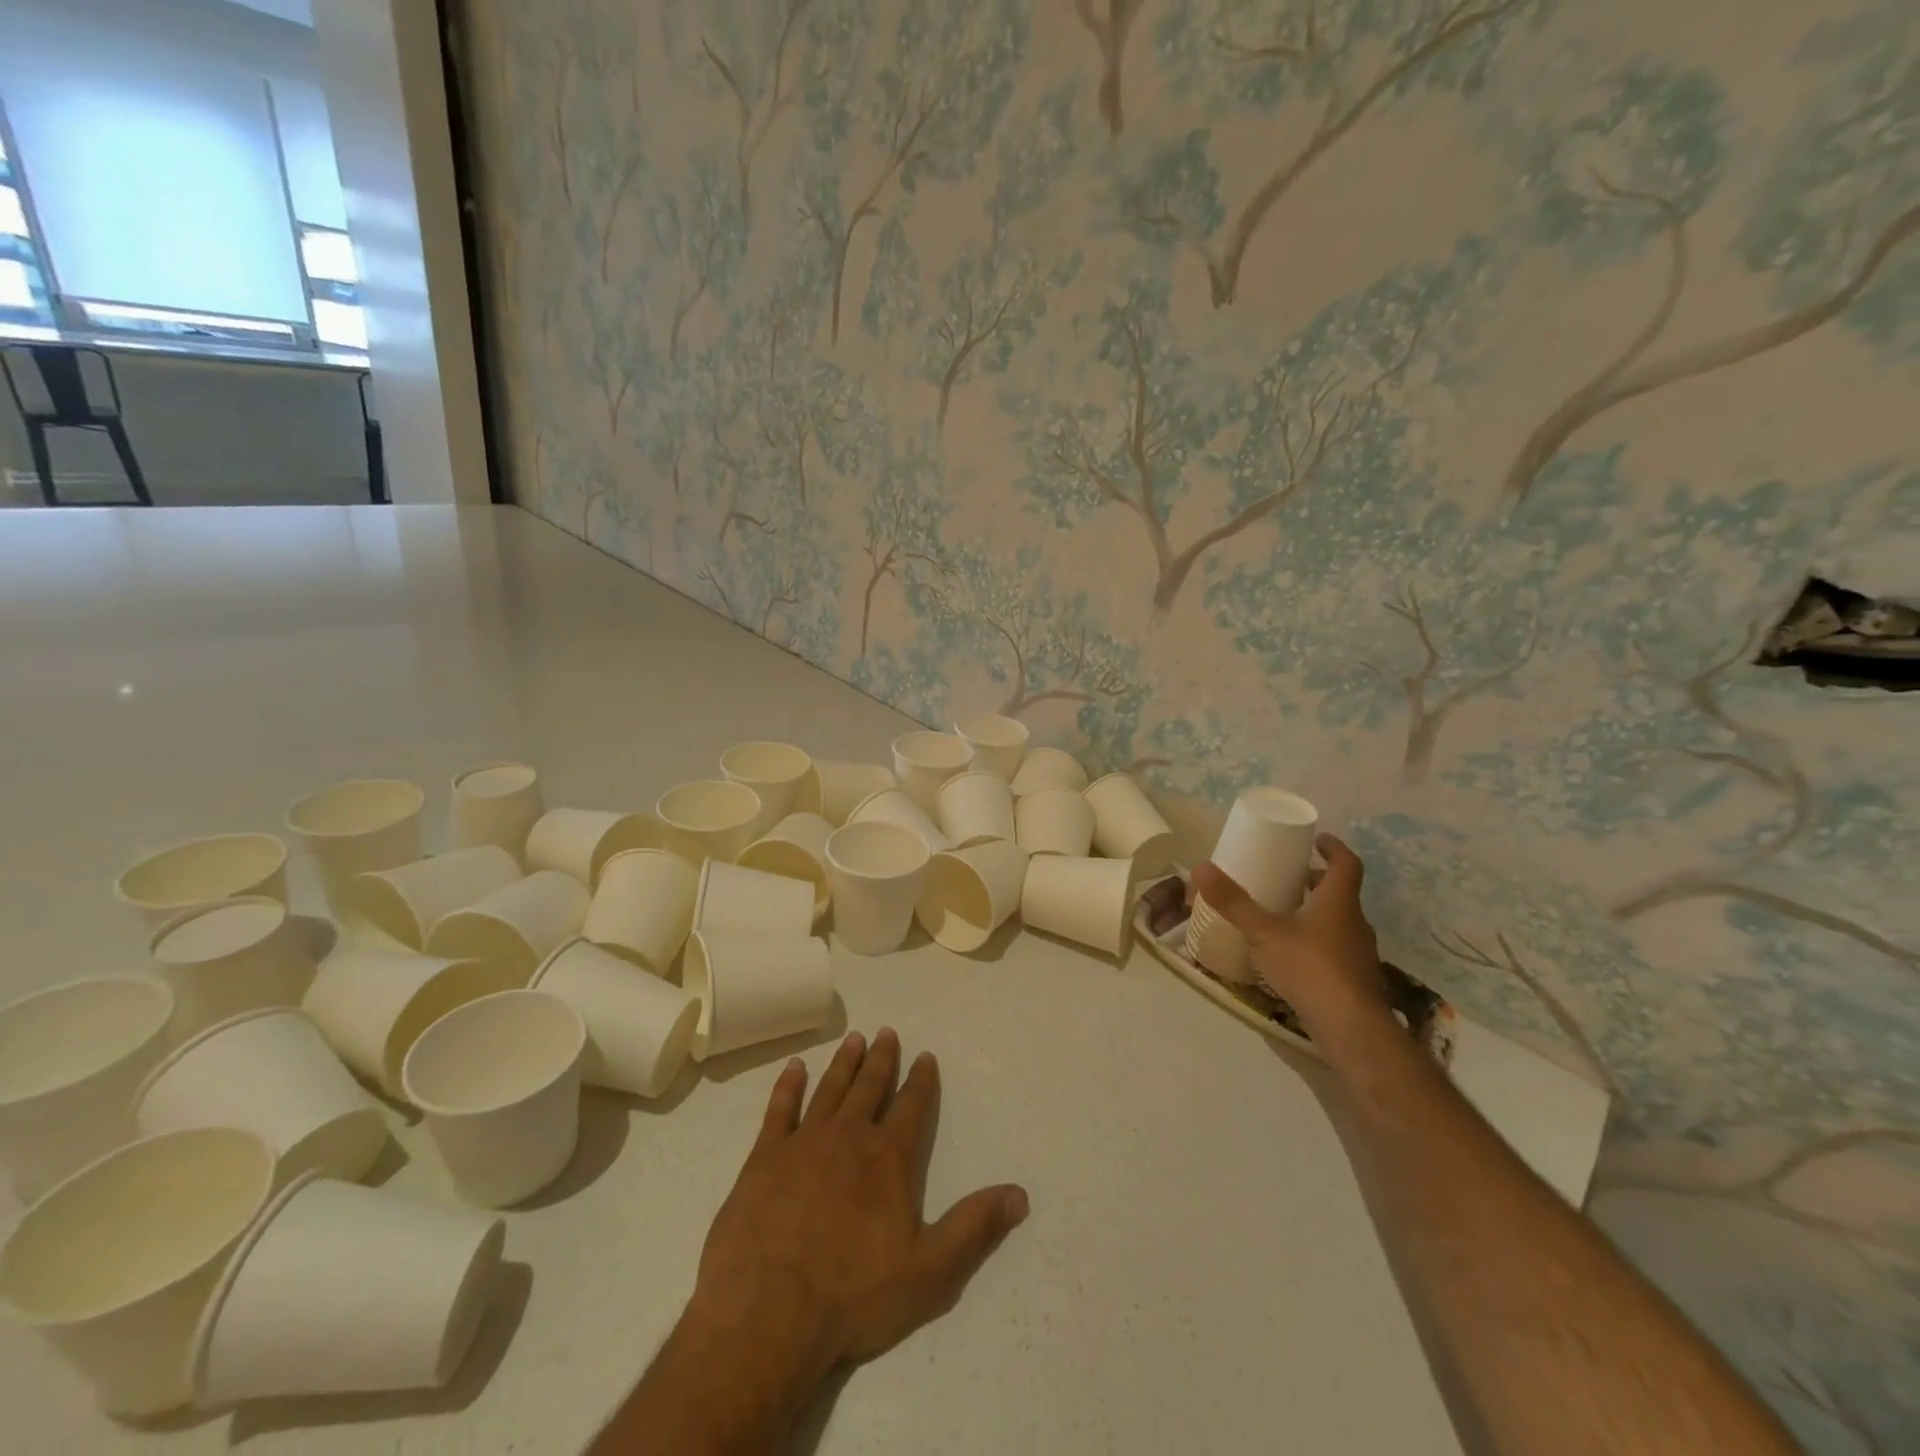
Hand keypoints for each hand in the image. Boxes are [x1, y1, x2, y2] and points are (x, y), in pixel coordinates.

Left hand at [692, 1028, 1029, 1372]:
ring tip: (853, 1039)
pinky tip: (794, 1067)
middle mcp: (849, 1137)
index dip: (921, 1080)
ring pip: (829, 1089)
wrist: (768, 1312)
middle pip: (870, 1086)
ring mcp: (803, 1143)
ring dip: (844, 1063)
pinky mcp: (764, 1157)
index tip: (925, 1055)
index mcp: (888, 1158)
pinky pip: (779, 1109)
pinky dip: (788, 1085)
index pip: (912, 1106)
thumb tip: (1020, 1194)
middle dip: (882, 1059)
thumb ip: (974, 1227)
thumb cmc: (853, 1295)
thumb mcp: (929, 1271)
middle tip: (886, 1031)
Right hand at [1191, 834, 1385, 1034]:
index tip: (1317, 839)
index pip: (1347, 864)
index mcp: (1339, 902)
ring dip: (1317, 913)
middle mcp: (1355, 923)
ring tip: (1286, 914)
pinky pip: (1336, 949)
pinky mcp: (1354, 980)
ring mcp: (1358, 954)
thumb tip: (1201, 867)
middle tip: (1291, 877)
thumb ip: (1233, 902)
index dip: (1333, 848)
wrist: (1349, 1027)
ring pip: (1339, 922)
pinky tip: (1293, 955)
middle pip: (1340, 893)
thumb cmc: (1309, 966)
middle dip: (1317, 882)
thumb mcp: (1263, 931)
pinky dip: (1317, 942)